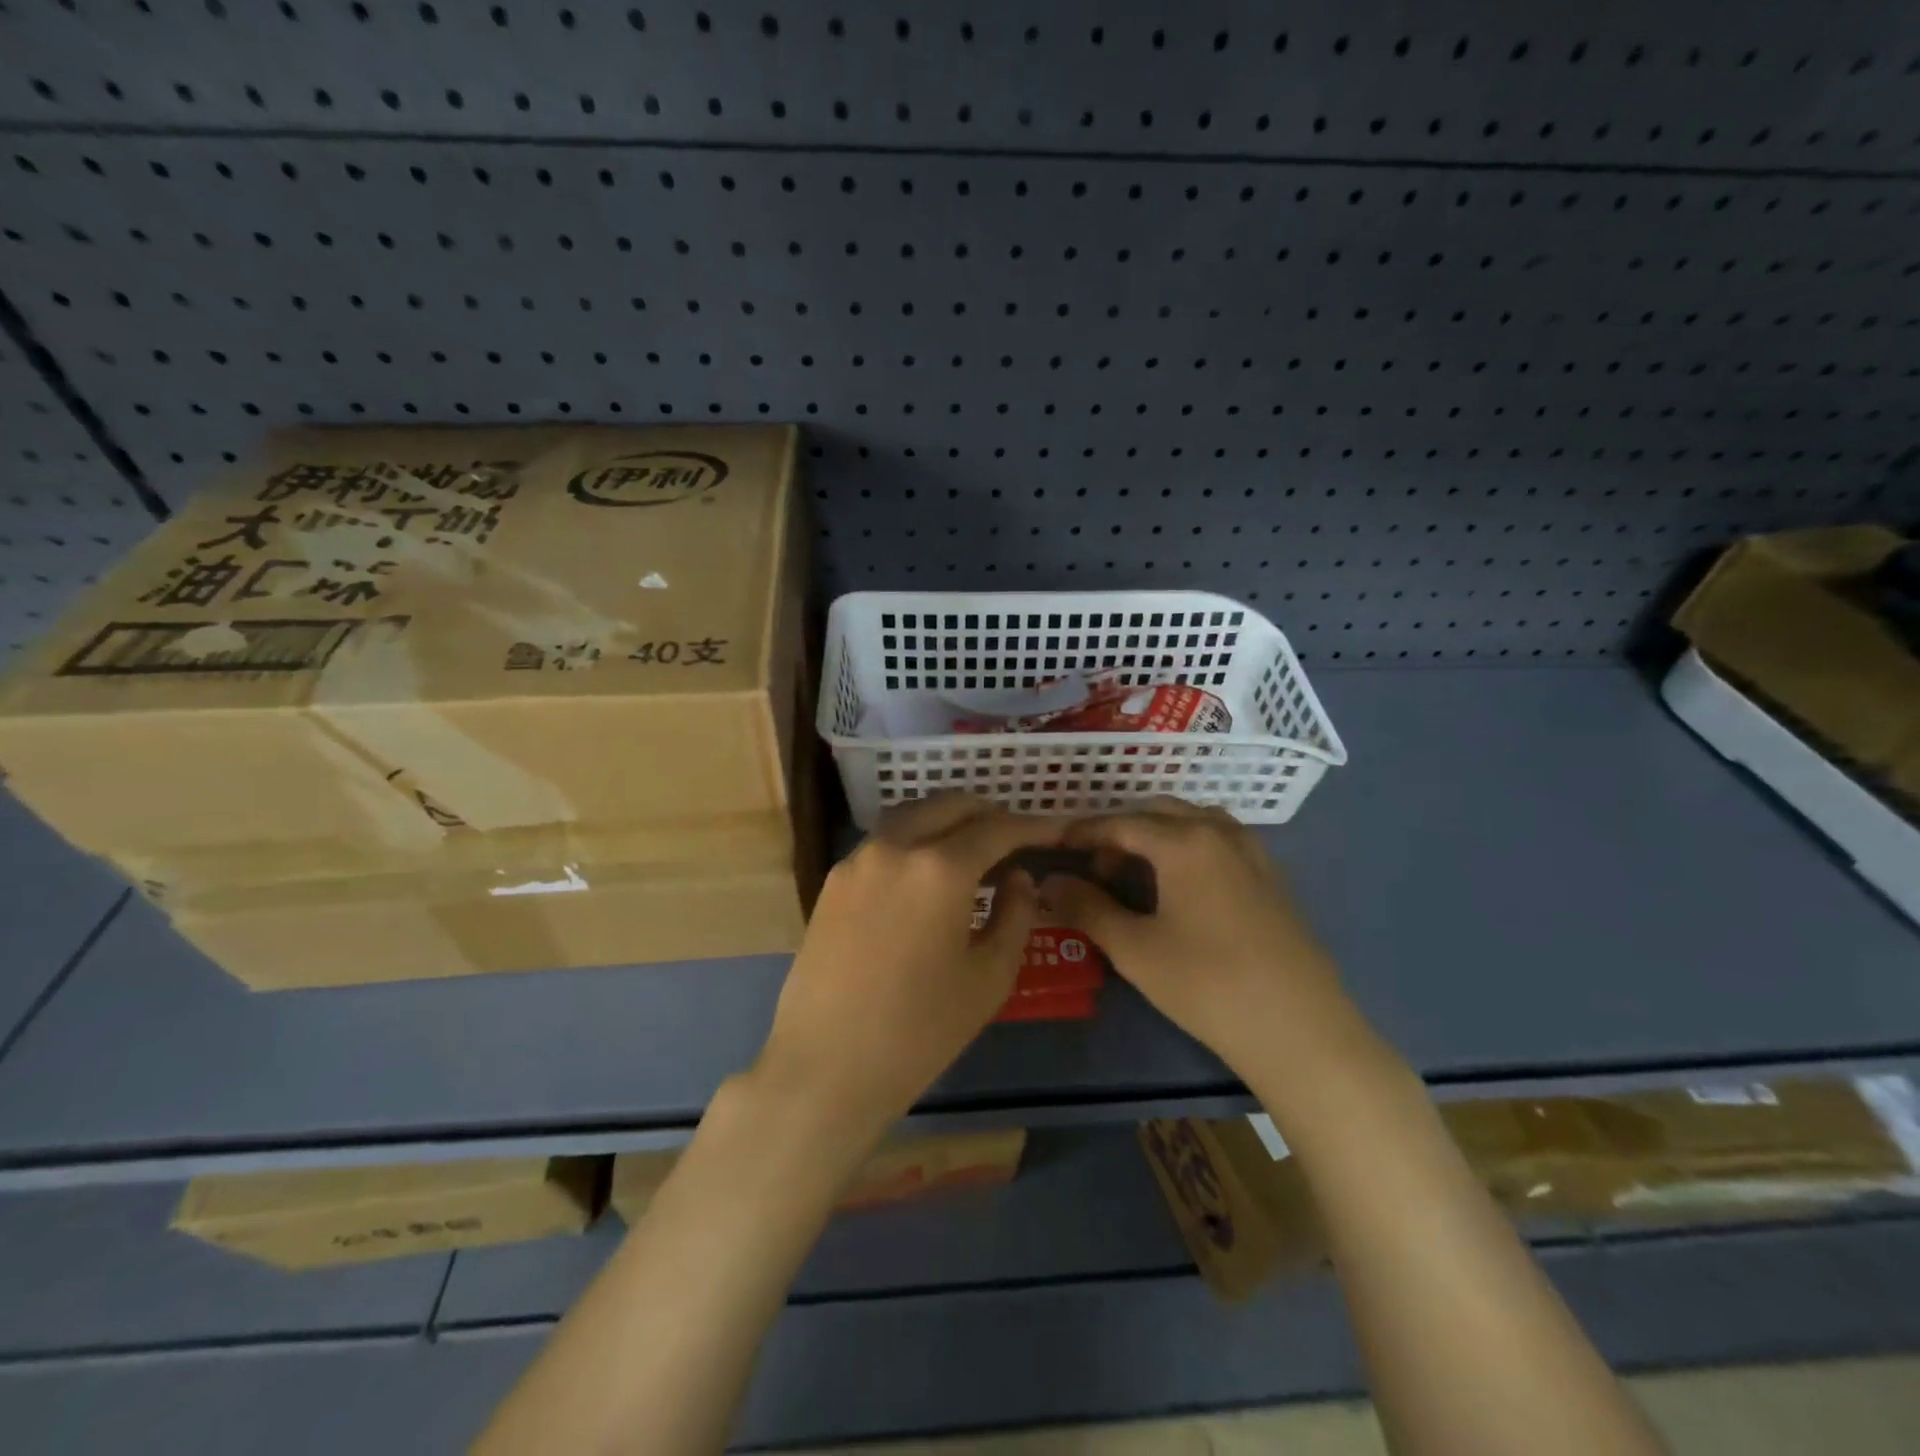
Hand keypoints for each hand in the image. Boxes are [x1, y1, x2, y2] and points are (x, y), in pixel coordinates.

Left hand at [755, 794, 1062, 1135]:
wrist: (824, 1067)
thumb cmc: (919, 1031)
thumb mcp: (988, 978)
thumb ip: (1015, 915)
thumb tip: (1018, 877)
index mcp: (939, 868)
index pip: (998, 828)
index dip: (1035, 825)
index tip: (1059, 828)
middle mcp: (895, 846)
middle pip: (950, 805)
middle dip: (990, 813)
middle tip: (1016, 836)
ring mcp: (858, 858)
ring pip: (913, 815)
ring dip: (948, 819)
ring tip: (974, 847)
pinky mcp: (833, 879)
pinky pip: (885, 840)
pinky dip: (915, 839)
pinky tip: (927, 872)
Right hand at [1041, 798, 1356, 1077]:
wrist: (1300, 1030)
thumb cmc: (1207, 985)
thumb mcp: (1134, 949)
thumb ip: (1086, 908)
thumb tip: (1049, 882)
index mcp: (1184, 841)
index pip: (1121, 823)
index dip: (1084, 832)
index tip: (1056, 846)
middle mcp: (1220, 833)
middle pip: (1159, 813)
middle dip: (1121, 833)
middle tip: (1096, 870)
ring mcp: (1253, 853)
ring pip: (1194, 823)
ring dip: (1158, 836)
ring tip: (1138, 875)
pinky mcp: (1273, 878)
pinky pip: (1221, 842)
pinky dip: (1190, 848)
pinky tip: (1183, 889)